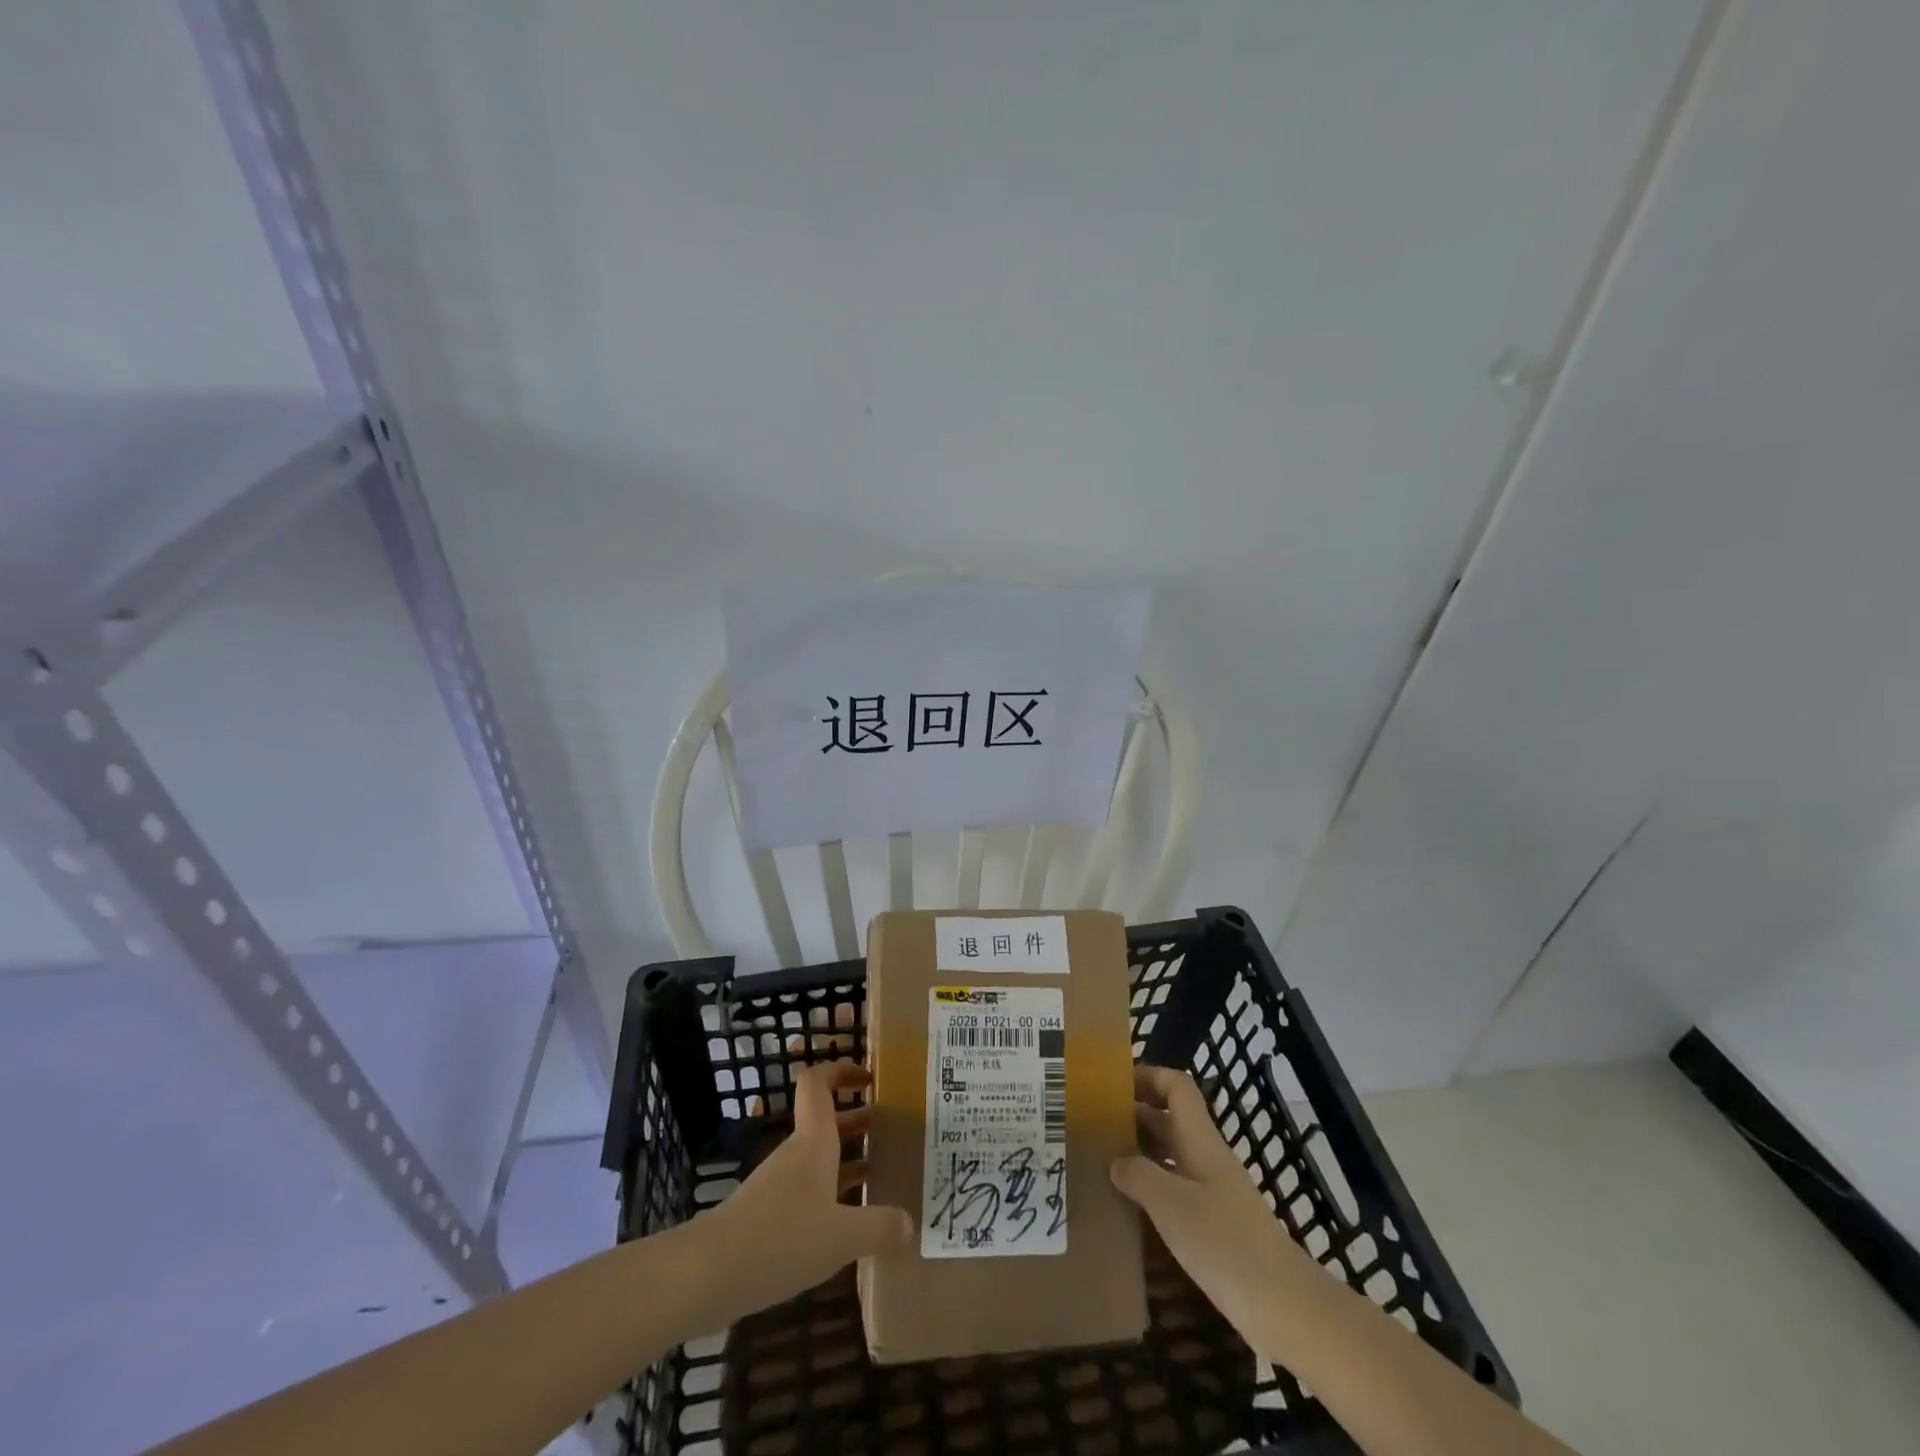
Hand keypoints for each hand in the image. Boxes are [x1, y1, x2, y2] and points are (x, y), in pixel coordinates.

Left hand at [702, 1060, 912, 1322]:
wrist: (705, 1275)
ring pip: (818, 1158)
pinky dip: (831, 1194)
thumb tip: (912, 1223)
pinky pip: (807, 1192)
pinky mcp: (766, 1217)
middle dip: (858, 1119)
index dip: (841, 1070)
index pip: (819, 1083)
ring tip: (882, 1173)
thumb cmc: (779, 1238)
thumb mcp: (841, 1236)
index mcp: (814, 1141)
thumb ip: (879, 1227)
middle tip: (893, 1128)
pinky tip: (848, 1223)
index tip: (869, 1076)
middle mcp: (796, 1154)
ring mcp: (778, 1185)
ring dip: (847, 1158)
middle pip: (826, 1121)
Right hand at [1110, 1064, 1327, 1358]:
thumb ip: (1138, 1175)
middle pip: (1169, 1119)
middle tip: (1094, 1126)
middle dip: (1134, 1115)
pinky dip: (1151, 1188)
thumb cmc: (1225, 1243)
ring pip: (1170, 1156)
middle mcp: (1206, 1157)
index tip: (1113, 1085)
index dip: (1148, 1076)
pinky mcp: (1214, 1225)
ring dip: (1139, 1153)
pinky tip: (1128, 1207)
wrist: (1284, 1306)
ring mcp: (1212, 1192)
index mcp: (1200, 1140)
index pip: (1177, 1087)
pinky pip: (1175, 1190)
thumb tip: (1116, 1161)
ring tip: (1101, 1163)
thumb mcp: (1171, 1205)